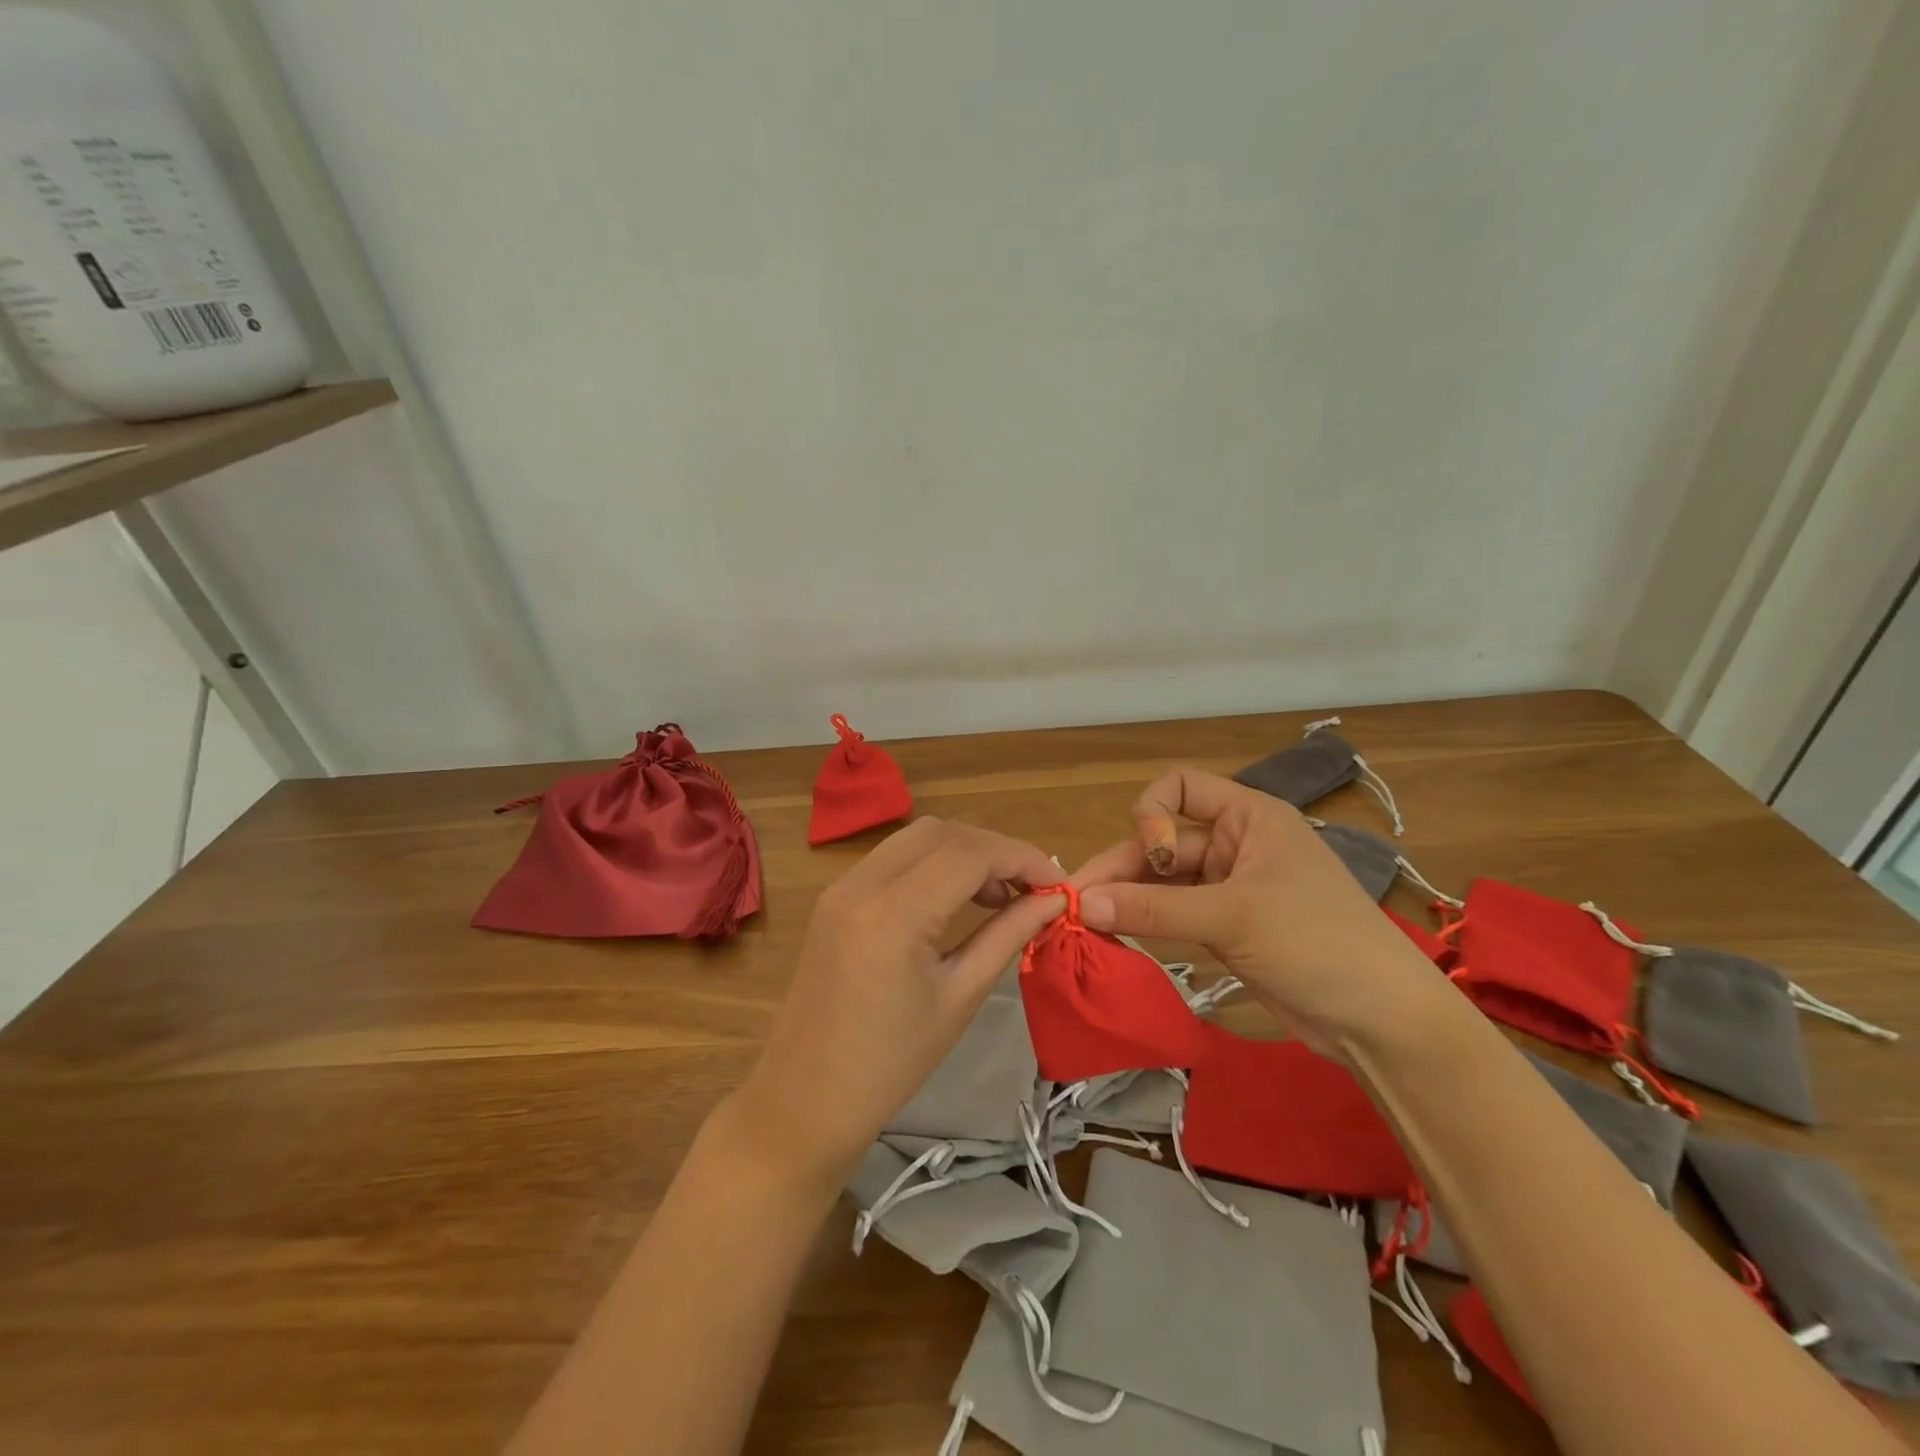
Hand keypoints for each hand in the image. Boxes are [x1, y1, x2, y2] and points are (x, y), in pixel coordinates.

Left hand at [734, 818, 1063, 1183]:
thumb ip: (1007, 935)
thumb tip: (1053, 900)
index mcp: (893, 914)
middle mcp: (862, 883)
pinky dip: (932, 862)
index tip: (1057, 885)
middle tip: (1030, 889)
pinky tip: (954, 897)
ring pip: (915, 837)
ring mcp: (841, 886)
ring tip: (999, 895)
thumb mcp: (960, 998)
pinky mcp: (834, 897)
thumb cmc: (891, 1064)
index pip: (970, 854)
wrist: (805, 1099)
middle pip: (942, 832)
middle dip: (994, 850)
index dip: (1022, 858)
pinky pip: (892, 857)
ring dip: (963, 852)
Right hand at [1068, 768, 1451, 1056]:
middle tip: (1073, 902)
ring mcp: (1229, 888)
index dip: (1154, 814)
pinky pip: (1173, 914)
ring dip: (1127, 899)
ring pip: (1163, 883)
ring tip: (1084, 924)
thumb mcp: (1232, 918)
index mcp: (1248, 817)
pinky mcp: (1225, 929)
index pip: (1180, 787)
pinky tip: (1114, 937)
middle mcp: (1235, 845)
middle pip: (1163, 842)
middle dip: (1122, 869)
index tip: (1154, 858)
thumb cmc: (1316, 943)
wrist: (1381, 1021)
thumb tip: (1080, 904)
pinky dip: (1145, 923)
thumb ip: (1153, 909)